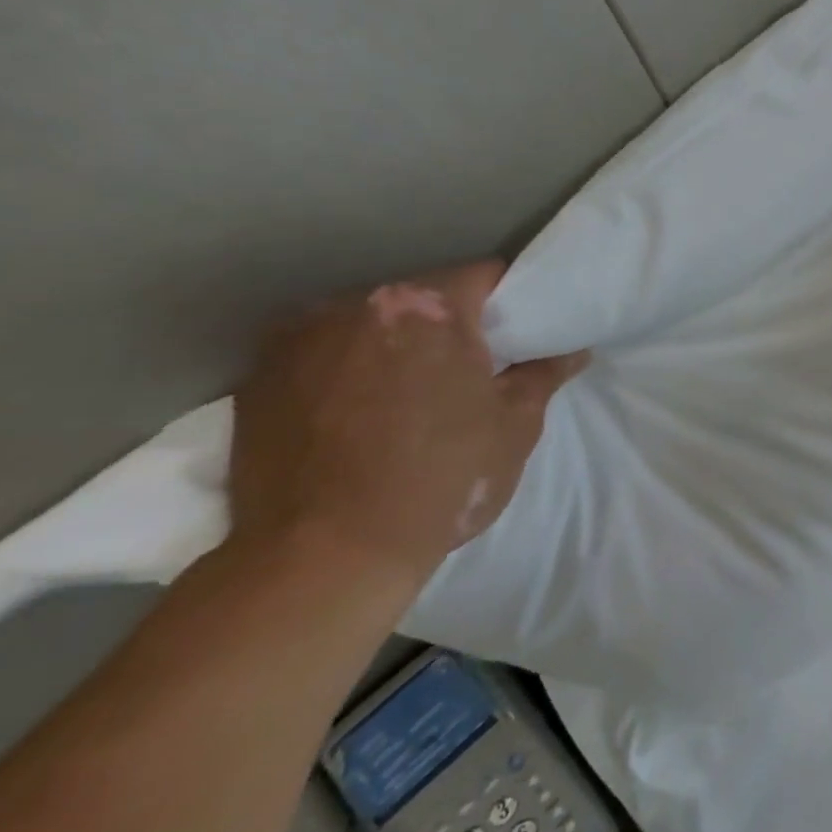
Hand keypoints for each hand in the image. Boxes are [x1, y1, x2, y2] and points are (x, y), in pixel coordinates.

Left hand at [228, 261, 587, 592]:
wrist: (326, 556)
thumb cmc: (443, 479)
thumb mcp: (515, 426)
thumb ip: (543, 374)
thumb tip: (574, 350)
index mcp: (429, 308)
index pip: (483, 275)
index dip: (509, 299)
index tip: (518, 329)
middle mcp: (357, 305)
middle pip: (420, 295)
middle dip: (447, 322)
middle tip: (468, 366)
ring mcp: (298, 338)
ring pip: (366, 322)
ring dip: (392, 342)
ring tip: (407, 391)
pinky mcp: (257, 377)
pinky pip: (319, 353)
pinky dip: (343, 368)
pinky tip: (355, 410)